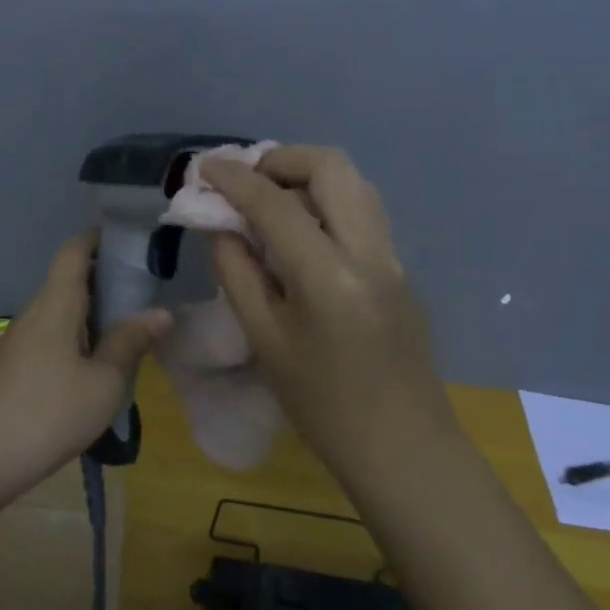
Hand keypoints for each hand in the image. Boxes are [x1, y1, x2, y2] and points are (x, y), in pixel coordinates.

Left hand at [0, 231, 170, 501]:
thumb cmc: (48, 415)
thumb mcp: (104, 383)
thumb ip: (131, 343)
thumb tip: (160, 312)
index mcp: (55, 305)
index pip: (73, 251)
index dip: (98, 238)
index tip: (130, 240)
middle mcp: (33, 314)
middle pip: (68, 280)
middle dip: (105, 279)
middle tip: (144, 292)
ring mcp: (17, 342)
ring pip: (59, 312)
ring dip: (92, 313)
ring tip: (127, 331)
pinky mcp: (10, 368)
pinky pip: (49, 337)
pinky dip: (76, 337)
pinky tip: (93, 368)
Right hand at [201, 146, 455, 484]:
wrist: (404, 449)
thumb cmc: (323, 407)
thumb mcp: (266, 341)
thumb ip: (238, 273)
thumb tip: (222, 227)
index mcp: (329, 275)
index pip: (275, 202)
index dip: (234, 178)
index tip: (205, 168)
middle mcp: (369, 250)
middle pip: (331, 166)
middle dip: (281, 159)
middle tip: (246, 181)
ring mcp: (393, 256)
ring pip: (353, 182)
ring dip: (308, 175)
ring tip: (270, 200)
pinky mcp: (400, 268)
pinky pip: (362, 210)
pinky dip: (327, 200)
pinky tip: (301, 231)